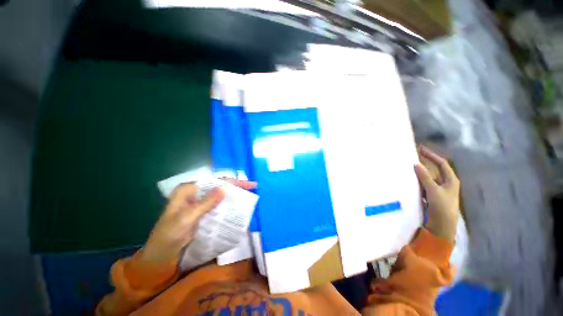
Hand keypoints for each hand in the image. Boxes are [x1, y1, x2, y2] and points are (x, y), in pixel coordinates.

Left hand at [139, 180, 256, 263]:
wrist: (160, 256)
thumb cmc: (168, 236)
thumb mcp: (187, 219)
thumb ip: (206, 203)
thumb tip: (225, 188)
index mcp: (188, 189)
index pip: (215, 181)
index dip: (233, 182)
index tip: (248, 184)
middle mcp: (195, 193)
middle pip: (219, 186)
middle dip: (235, 186)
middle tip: (253, 188)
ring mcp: (199, 203)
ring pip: (220, 195)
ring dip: (233, 195)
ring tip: (249, 196)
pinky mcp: (202, 212)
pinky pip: (218, 205)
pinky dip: (228, 205)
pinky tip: (237, 206)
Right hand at [414, 146, 459, 240]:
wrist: (442, 225)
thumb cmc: (442, 206)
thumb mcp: (433, 190)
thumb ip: (425, 177)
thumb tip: (416, 164)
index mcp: (451, 180)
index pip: (441, 163)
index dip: (431, 155)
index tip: (420, 149)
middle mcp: (445, 183)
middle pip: (434, 170)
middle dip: (425, 163)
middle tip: (413, 157)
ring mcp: (438, 190)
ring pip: (428, 178)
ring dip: (420, 173)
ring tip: (408, 168)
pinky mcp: (432, 197)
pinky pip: (424, 185)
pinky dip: (417, 182)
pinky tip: (410, 181)